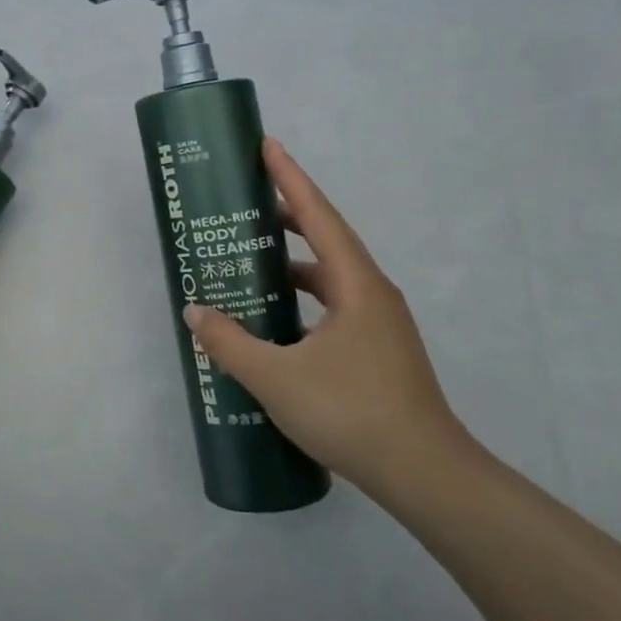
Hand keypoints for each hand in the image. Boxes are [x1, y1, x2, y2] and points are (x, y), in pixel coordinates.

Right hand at [182, 138, 470, 492]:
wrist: (425, 475)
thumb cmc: (351, 413)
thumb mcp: (276, 377)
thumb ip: (229, 341)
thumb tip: (195, 311)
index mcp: (356, 284)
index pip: (318, 215)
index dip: (290, 178)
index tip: (267, 145)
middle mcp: (372, 293)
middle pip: (327, 239)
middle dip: (288, 216)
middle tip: (247, 203)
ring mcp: (379, 324)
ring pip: (331, 276)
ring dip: (294, 263)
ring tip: (253, 260)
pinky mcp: (378, 351)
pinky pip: (334, 306)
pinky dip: (303, 299)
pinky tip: (276, 321)